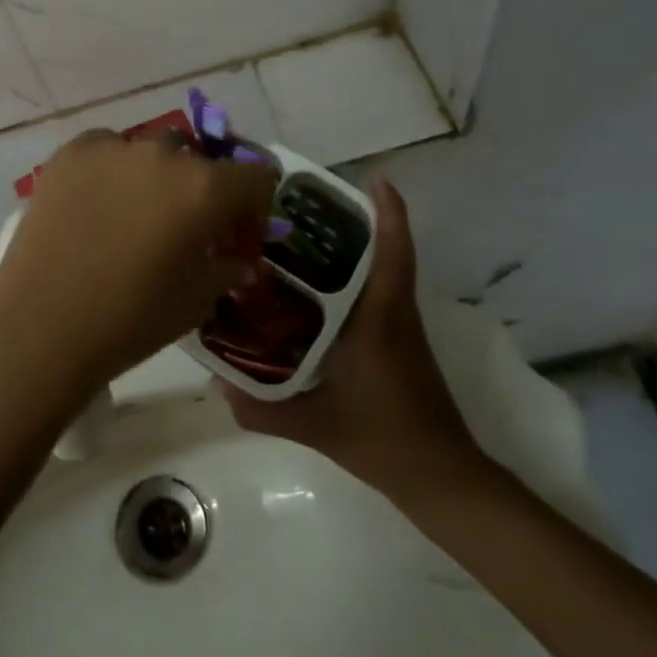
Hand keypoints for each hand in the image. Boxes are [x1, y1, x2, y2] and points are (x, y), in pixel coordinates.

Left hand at [0, 132, 280, 390]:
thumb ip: (227, 268)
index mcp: (204, 188)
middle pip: (200, 161)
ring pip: (152, 151)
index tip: (237, 236)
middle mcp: (163, 154)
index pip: (255, 176)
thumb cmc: (132, 318)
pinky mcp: (71, 152)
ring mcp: (113, 148)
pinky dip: (113, 171)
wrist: (43, 324)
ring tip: (136, 215)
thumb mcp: (197, 300)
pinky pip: (108, 150)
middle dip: (203, 192)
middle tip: (186, 229)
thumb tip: (238, 258)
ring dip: (157, 177)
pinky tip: (98, 205)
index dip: (254, 207)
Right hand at [219, 179, 486, 501]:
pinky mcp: (396, 342)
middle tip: (303, 203)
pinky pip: (374, 294)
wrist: (441, 478)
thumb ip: (261, 408)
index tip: (376, 178)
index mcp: (379, 320)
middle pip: (381, 252)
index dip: (389, 213)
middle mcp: (393, 313)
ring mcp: (399, 328)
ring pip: (379, 272)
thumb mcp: (315, 426)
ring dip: (351, 248)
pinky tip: (313, 290)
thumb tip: (216, 384)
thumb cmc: (384, 440)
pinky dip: (350, 278)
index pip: (392, 255)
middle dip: (351, 221)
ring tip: (299, 236)